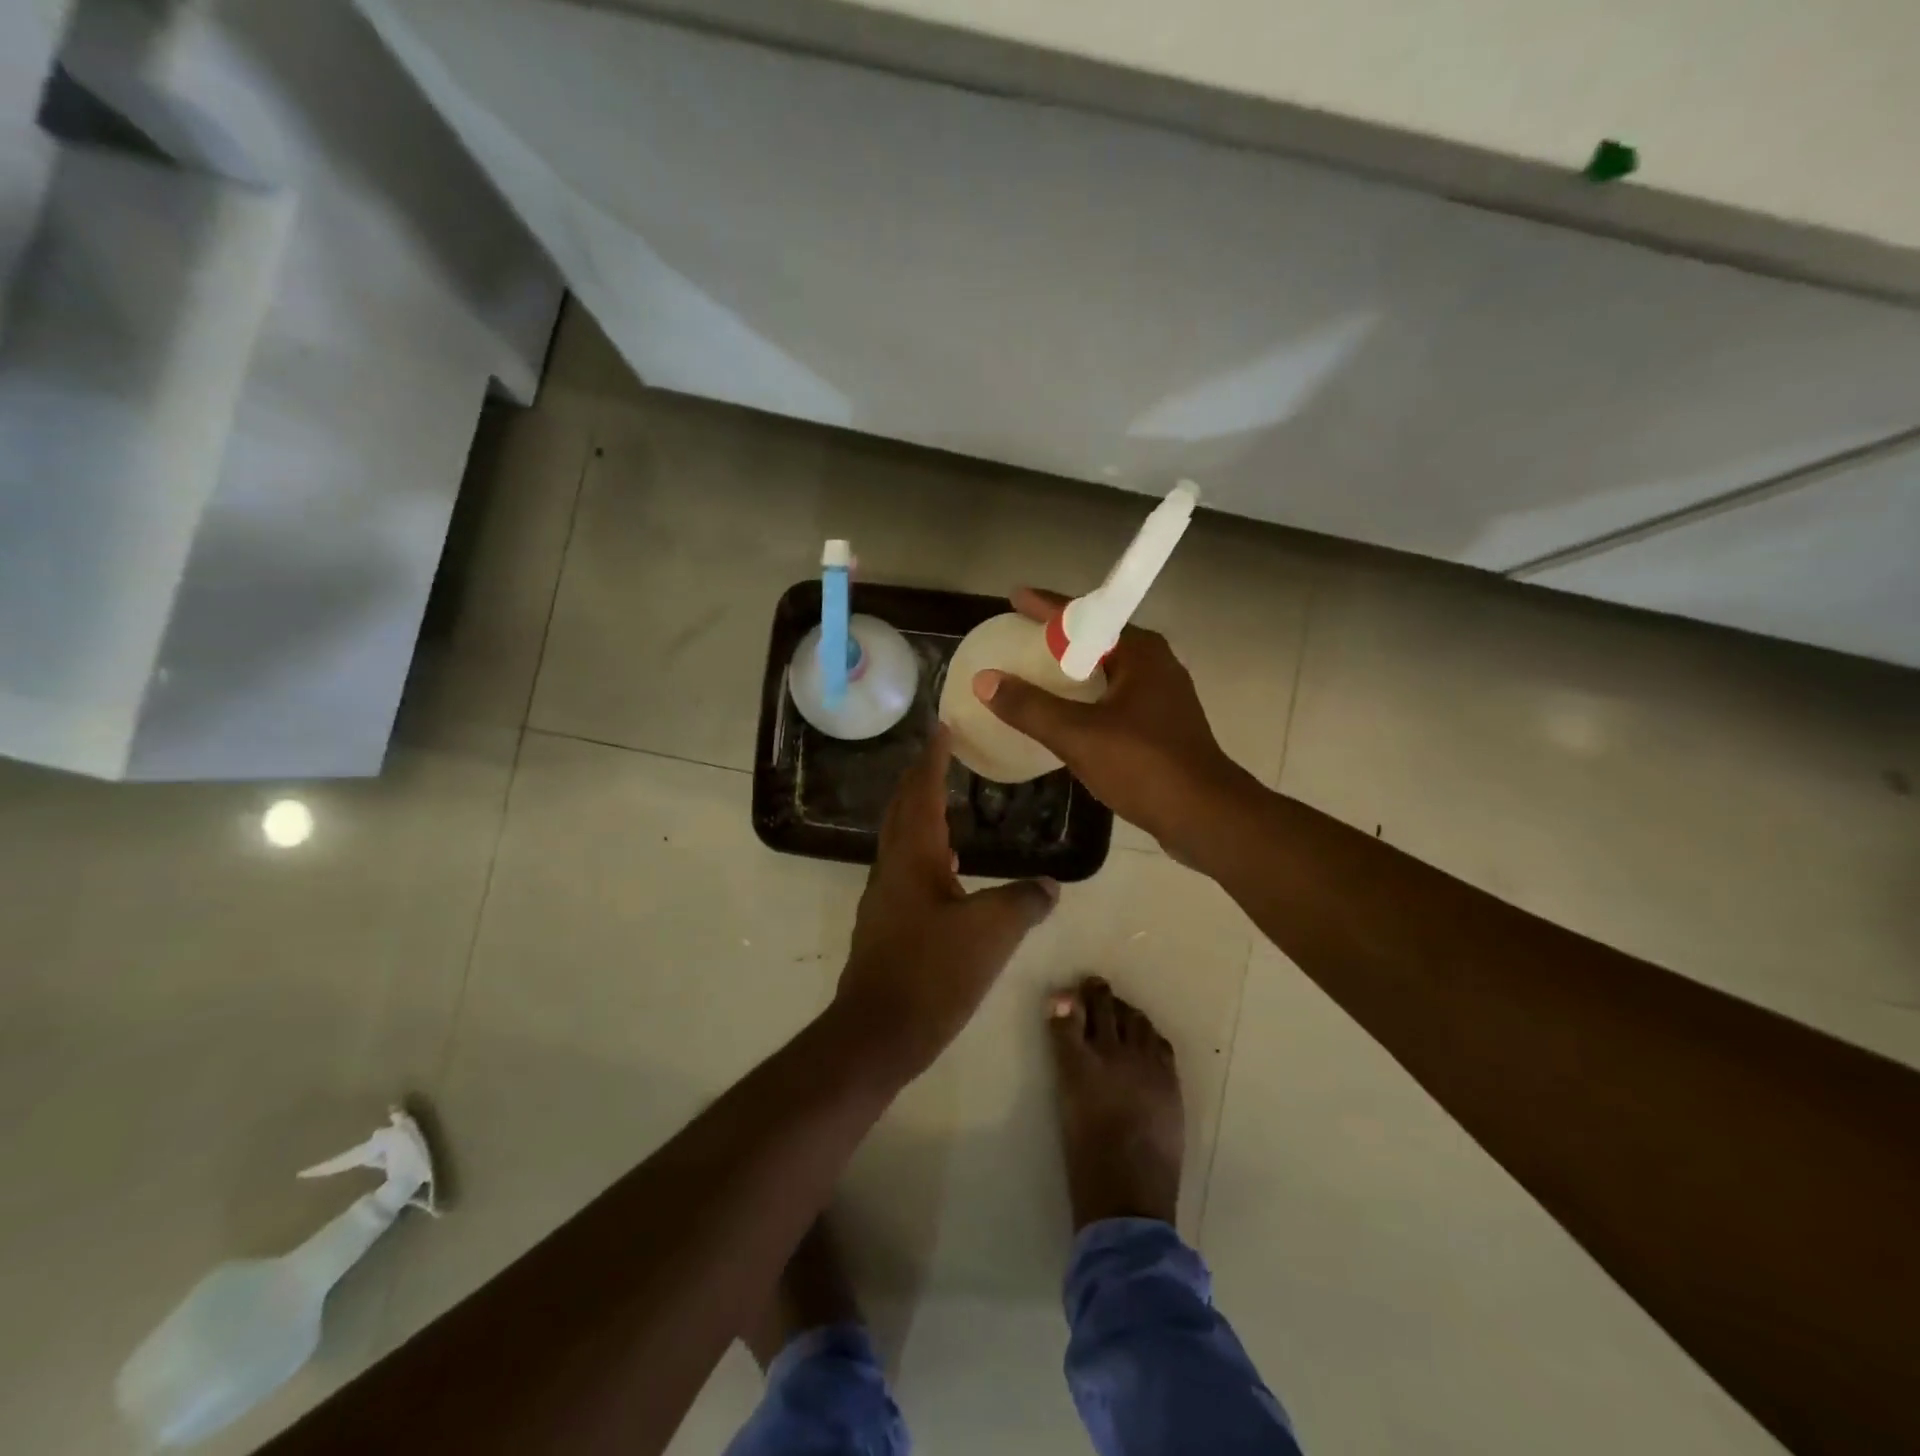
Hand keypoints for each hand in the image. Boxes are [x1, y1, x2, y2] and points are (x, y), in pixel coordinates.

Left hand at [835, 727, 1058, 1081]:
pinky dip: (926, 850)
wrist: (879, 1032)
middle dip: (919, 778)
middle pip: (902, 809)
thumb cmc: (932, 972)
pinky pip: (907, 869)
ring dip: (921, 813)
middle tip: (941, 754)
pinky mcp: (888, 924)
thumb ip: (1024, 901)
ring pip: (902, 840)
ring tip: (948, 801)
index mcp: (913, 857)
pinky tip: (949, 866)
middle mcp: (893, 868)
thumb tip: (1050, 885)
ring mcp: (885, 897)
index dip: (932, 758)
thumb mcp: (991, 933)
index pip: (921, 792)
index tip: (942, 728)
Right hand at [973, 587, 1251, 858]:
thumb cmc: (1144, 766)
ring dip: (1072, 672)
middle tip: (1019, 639)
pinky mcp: (1162, 728)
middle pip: (1097, 641)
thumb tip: (985, 680)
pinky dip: (1086, 699)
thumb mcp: (1078, 735)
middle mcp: (1155, 665)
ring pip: (1107, 673)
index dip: (1047, 606)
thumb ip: (1029, 707)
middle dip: (1058, 639)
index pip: (1086, 616)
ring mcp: (1162, 698)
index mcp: (1140, 652)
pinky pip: (1114, 699)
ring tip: (1034, 676)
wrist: (1205, 816)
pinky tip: (1065, 718)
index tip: (1015, 597)